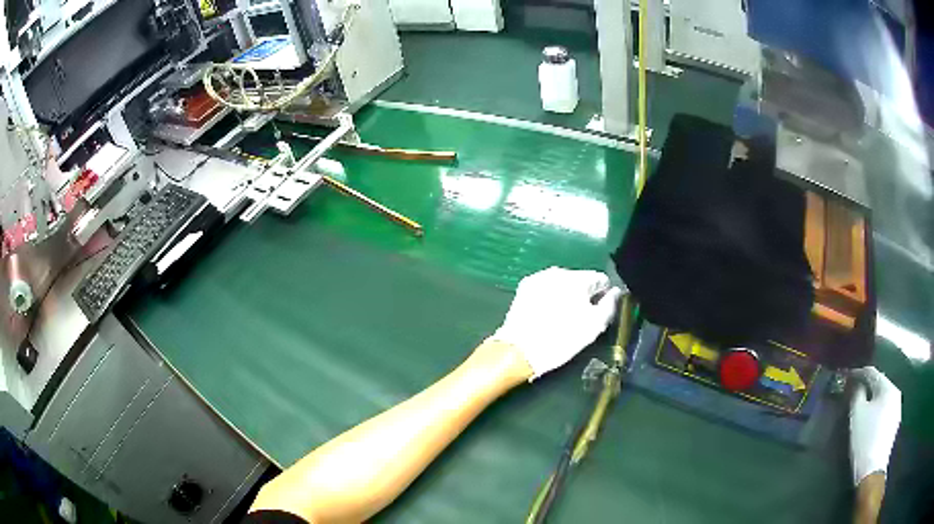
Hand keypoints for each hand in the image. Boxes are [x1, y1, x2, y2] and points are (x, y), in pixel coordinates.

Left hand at [489, 267, 622, 379]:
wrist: (520, 350)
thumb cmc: (562, 339)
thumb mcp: (594, 326)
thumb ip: (610, 305)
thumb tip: (616, 292)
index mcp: (579, 278)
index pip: (601, 279)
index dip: (604, 295)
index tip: (599, 311)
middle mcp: (559, 271)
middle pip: (581, 280)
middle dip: (584, 294)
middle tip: (580, 317)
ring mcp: (539, 277)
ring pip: (562, 283)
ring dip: (566, 294)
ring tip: (561, 317)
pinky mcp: (525, 286)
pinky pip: (546, 288)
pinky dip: (549, 296)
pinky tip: (546, 313)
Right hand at [850, 366, 901, 485]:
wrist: (872, 470)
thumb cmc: (865, 440)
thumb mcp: (857, 415)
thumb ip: (857, 394)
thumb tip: (856, 384)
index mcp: (888, 388)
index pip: (872, 373)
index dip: (859, 373)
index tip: (847, 376)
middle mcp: (896, 393)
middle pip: (880, 385)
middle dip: (867, 387)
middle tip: (854, 391)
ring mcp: (896, 410)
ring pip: (883, 399)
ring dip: (873, 400)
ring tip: (862, 406)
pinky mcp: (894, 425)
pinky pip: (885, 410)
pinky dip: (877, 411)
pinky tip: (870, 421)